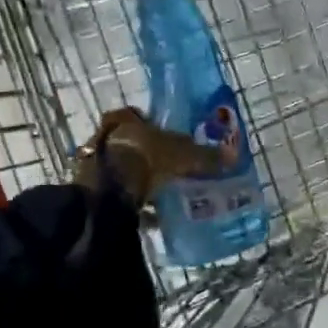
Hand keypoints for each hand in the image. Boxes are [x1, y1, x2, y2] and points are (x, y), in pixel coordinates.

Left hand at [73, 108, 220, 205]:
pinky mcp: (95, 190)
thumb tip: (232, 157)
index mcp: (122, 119)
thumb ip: (205, 156)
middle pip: (131, 143)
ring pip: (124, 168)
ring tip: (164, 190)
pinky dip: (135, 201)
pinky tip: (152, 212)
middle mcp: (105, 136)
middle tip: (171, 166)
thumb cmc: (145, 157)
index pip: (137, 115)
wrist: (109, 191)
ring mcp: (96, 164)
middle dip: (150, 154)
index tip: (170, 138)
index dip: (154, 126)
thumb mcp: (183, 154)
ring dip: (141, 178)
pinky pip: (120, 194)